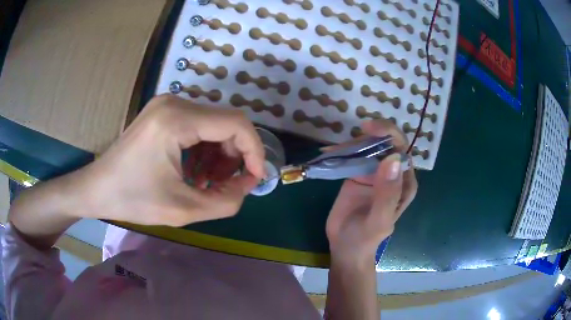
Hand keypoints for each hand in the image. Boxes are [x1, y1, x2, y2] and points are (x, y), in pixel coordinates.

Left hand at [74, 94, 265, 225]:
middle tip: (229, 185)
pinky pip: (198, 126)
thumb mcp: (183, 209)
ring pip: (214, 124)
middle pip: (226, 122)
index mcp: (177, 120)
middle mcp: (175, 102)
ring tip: (210, 182)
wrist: (96, 188)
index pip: (236, 123)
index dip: (254, 151)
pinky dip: (205, 149)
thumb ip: (225, 201)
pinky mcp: (163, 112)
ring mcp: (167, 105)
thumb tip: (247, 185)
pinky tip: (196, 171)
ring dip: (220, 154)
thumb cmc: (132, 200)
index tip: (255, 179)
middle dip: (236, 155)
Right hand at [325, 119, 417, 264]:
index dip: (389, 134)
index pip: (402, 150)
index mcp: (404, 182)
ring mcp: (374, 172)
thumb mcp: (379, 220)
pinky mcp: (357, 174)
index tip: (368, 129)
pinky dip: (341, 151)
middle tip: (350, 138)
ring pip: (369, 146)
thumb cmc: (366, 237)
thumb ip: (388, 193)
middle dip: (371, 134)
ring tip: (333, 151)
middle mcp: (392, 173)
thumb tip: (392, 159)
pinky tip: (328, 152)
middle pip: (386, 143)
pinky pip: (352, 156)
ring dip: (352, 142)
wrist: (345, 247)